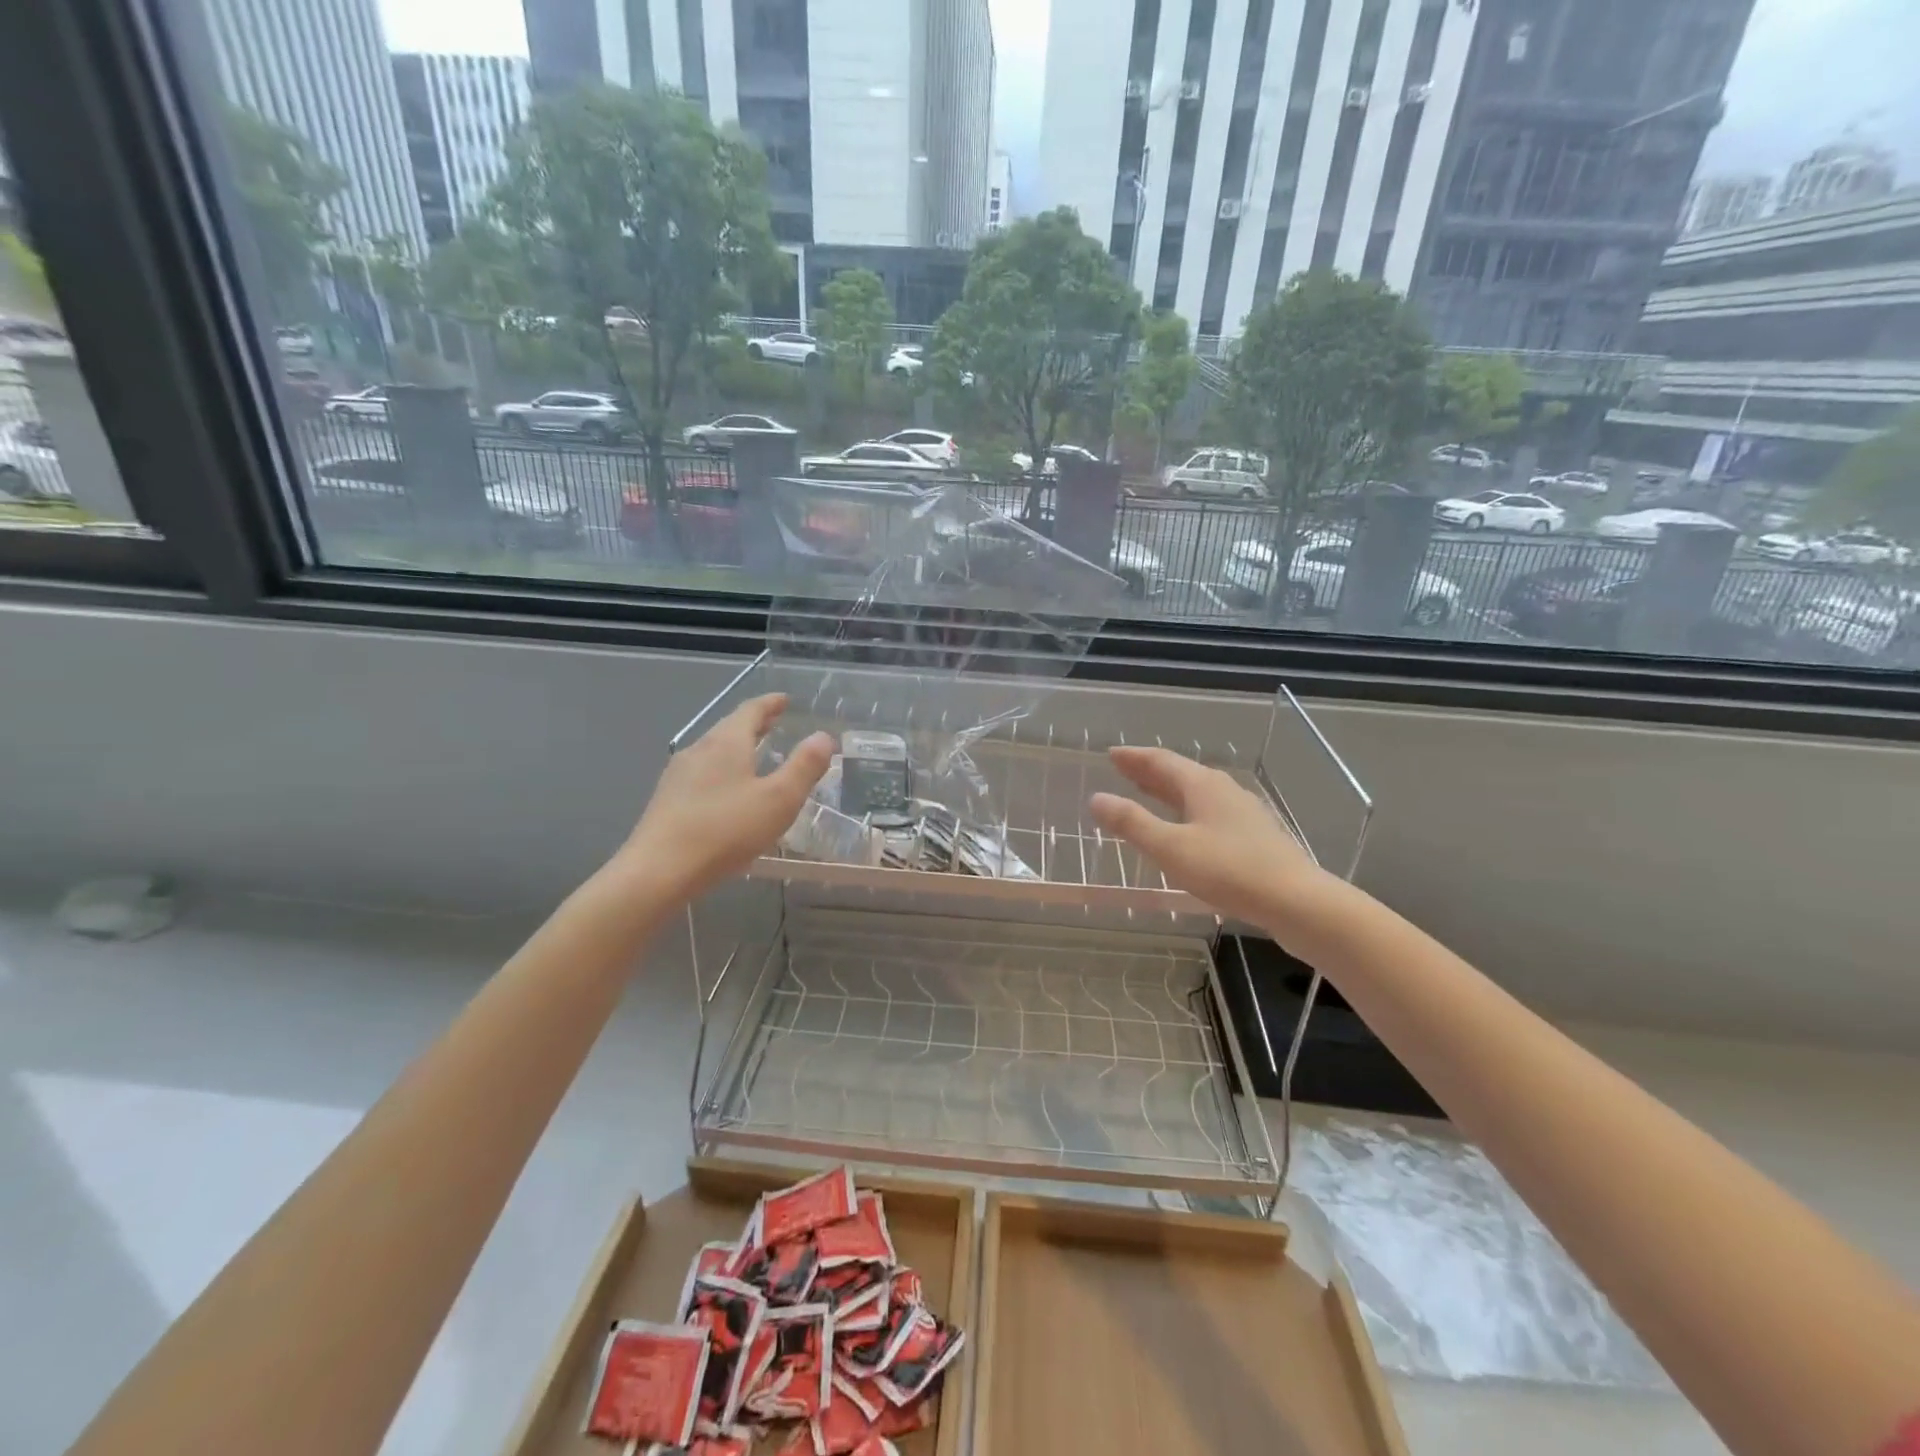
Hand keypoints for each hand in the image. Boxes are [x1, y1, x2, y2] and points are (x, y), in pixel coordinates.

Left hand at [618, 694, 833, 901]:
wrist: (658, 871)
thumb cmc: (725, 831)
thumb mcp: (779, 800)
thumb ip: (804, 767)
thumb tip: (823, 737)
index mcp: (727, 742)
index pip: (751, 710)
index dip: (770, 703)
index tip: (784, 700)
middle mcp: (699, 749)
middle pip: (729, 727)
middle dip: (754, 723)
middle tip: (774, 723)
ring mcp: (678, 774)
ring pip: (713, 750)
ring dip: (737, 747)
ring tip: (755, 755)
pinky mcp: (667, 799)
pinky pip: (702, 772)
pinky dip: (722, 769)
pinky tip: (727, 790)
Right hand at [1088, 746, 1328, 929]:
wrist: (1297, 901)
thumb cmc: (1228, 870)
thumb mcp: (1171, 848)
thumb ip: (1132, 823)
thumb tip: (1097, 798)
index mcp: (1202, 785)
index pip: (1160, 761)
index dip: (1134, 758)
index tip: (1111, 754)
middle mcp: (1223, 790)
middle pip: (1180, 773)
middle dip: (1149, 771)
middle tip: (1123, 769)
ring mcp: (1243, 812)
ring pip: (1197, 793)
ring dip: (1168, 791)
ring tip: (1148, 794)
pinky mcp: (1255, 836)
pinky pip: (1210, 811)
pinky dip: (1187, 811)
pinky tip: (1187, 828)